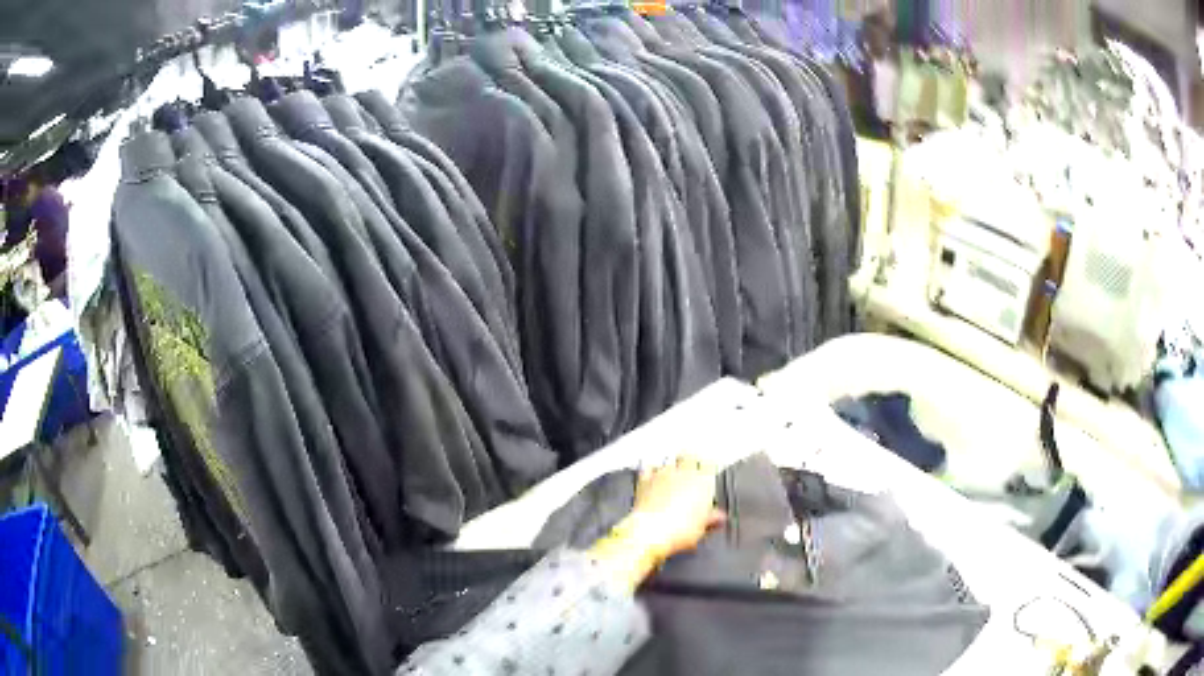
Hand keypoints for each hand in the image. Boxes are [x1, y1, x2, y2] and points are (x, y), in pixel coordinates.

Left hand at [589, 456, 724, 589]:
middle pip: (689, 456)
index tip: (708, 472)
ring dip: (671, 468)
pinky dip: (651, 472)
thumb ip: (712, 518)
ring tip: (672, 478)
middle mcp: (683, 473)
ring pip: (669, 462)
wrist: (651, 531)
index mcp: (703, 481)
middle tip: (691, 469)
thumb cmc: (678, 530)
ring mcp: (663, 474)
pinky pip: (649, 469)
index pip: (709, 465)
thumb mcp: (702, 528)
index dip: (708, 467)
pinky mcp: (645, 480)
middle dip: (690, 461)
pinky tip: (652, 478)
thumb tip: (718, 517)